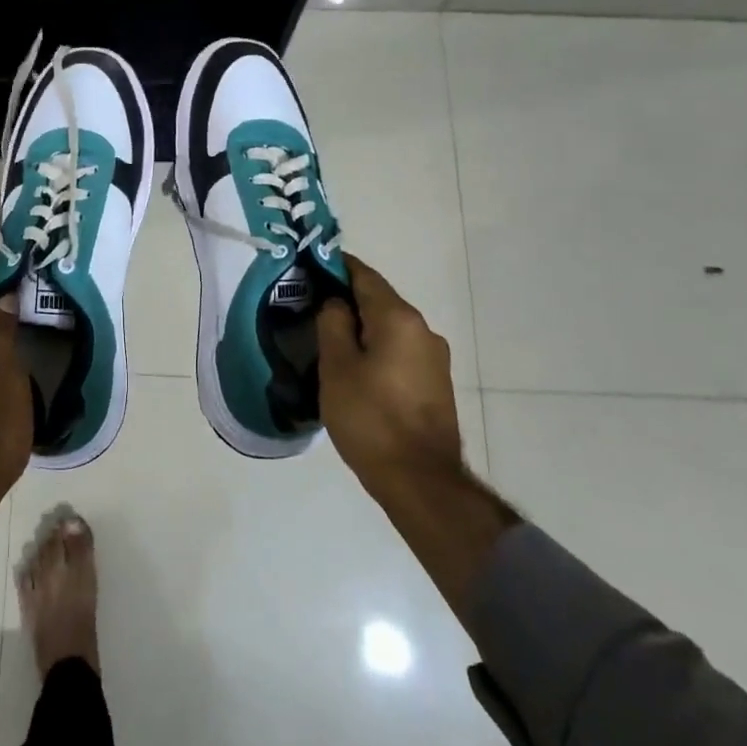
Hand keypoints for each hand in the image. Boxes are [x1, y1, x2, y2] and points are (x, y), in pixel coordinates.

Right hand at [316, 254, 464, 501]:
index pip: (364, 276)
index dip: (337, 266)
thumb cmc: (370, 418)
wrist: (420, 479)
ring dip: (362, 327)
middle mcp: (423, 330)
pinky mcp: (435, 383)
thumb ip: (333, 324)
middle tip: (311, 306)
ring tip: (329, 340)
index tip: (310, 265)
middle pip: (379, 301)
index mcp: (398, 319)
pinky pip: (399, 351)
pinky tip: (355, 367)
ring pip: (389, 328)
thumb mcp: (336, 367)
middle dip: (347, 299)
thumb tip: (336, 302)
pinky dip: (376, 348)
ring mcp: (434, 358)